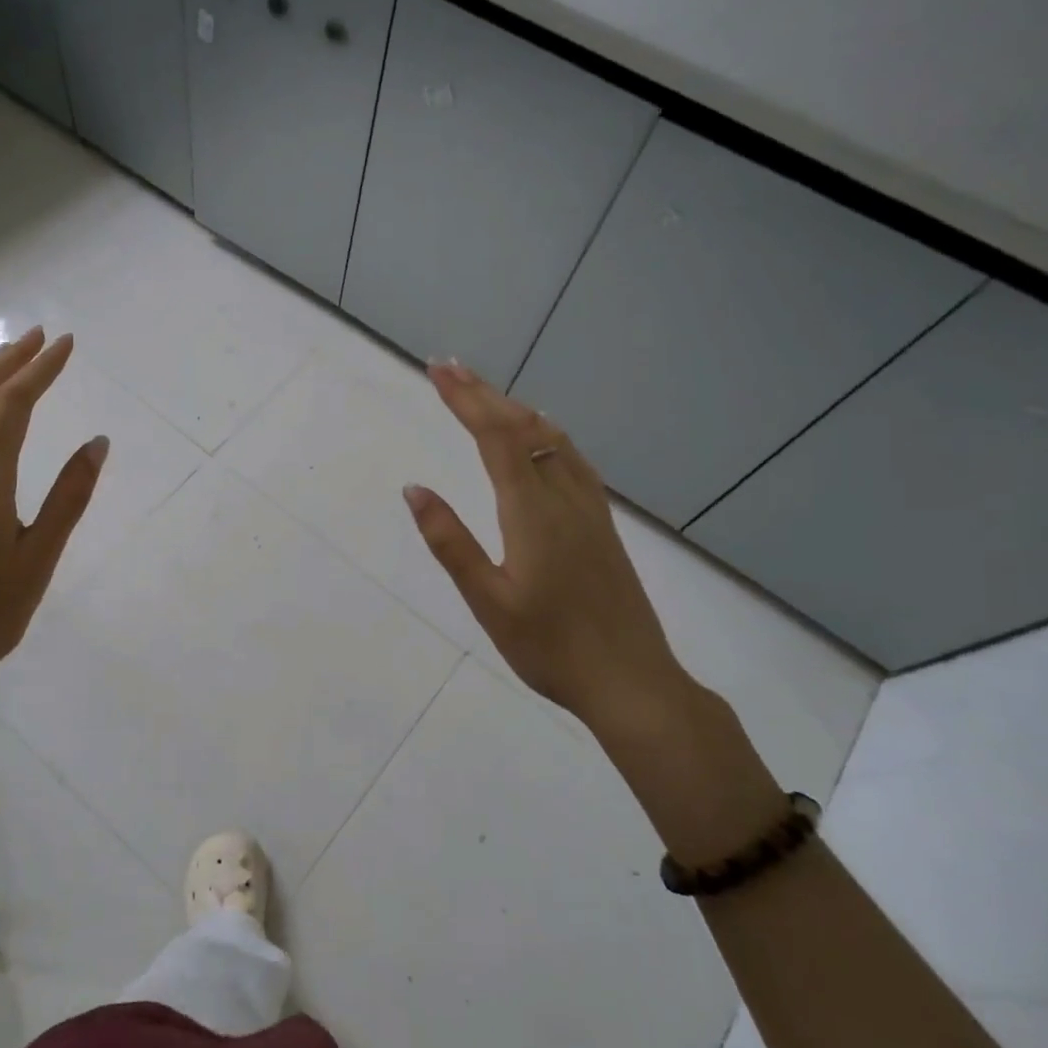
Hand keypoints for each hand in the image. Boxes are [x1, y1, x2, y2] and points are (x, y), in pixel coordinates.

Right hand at [402, 360, 694, 734]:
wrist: (632, 681)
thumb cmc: (551, 648)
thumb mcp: (489, 601)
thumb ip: (451, 542)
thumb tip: (414, 489)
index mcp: (533, 511)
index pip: (497, 436)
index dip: (466, 398)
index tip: (437, 369)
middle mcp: (564, 496)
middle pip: (525, 426)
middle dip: (484, 393)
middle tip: (448, 367)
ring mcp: (590, 508)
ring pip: (552, 438)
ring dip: (515, 408)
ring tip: (485, 394)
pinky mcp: (603, 523)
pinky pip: (571, 458)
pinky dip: (546, 431)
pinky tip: (542, 436)